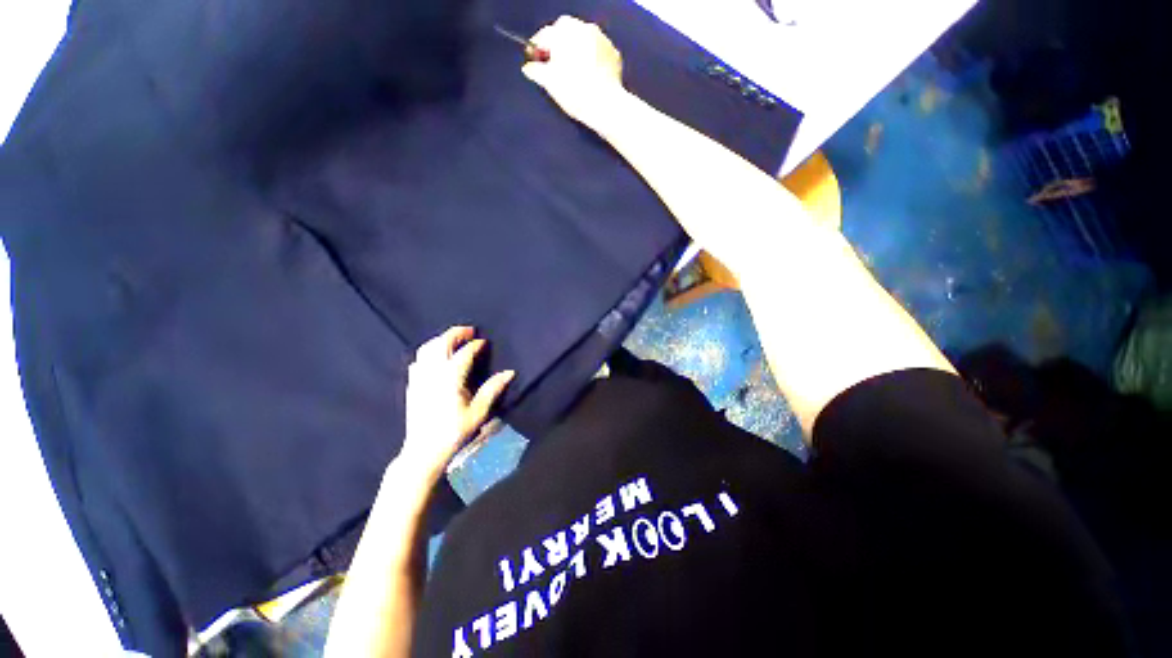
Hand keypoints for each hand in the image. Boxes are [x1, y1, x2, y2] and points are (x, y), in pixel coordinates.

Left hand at [399, 326, 514, 478]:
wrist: (424, 451)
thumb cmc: (455, 432)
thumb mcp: (479, 412)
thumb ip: (493, 389)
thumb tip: (510, 372)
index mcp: (451, 379)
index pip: (464, 353)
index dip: (475, 345)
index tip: (484, 342)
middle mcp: (433, 374)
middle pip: (442, 344)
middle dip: (456, 333)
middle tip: (469, 330)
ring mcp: (420, 378)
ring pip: (427, 349)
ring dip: (441, 339)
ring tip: (453, 339)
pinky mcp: (412, 385)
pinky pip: (418, 360)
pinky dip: (428, 352)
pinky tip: (435, 356)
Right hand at [522, 16, 626, 125]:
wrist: (605, 104)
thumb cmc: (573, 91)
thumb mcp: (549, 82)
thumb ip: (536, 71)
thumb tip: (528, 68)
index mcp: (563, 32)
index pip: (544, 36)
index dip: (537, 50)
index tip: (535, 63)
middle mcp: (583, 27)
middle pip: (565, 33)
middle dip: (558, 46)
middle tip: (554, 66)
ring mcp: (601, 38)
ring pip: (583, 40)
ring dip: (576, 50)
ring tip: (573, 71)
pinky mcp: (614, 53)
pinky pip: (598, 51)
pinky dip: (592, 59)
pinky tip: (590, 75)